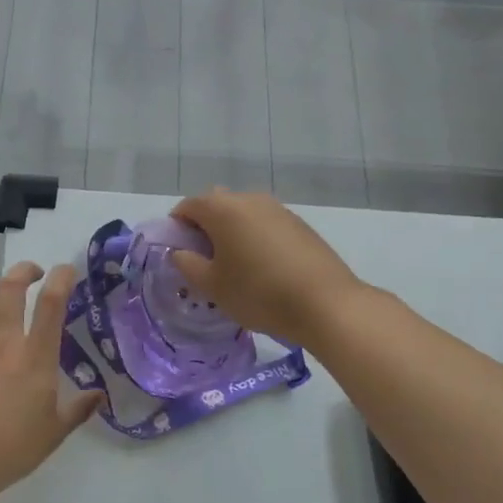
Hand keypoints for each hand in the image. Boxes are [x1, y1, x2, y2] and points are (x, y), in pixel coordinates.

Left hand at [0, 261, 100, 500]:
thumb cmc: (13, 447)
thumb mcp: (55, 432)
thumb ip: (78, 409)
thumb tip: (99, 395)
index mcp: (36, 356)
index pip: (51, 303)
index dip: (61, 278)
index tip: (67, 270)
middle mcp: (5, 342)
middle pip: (10, 288)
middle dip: (24, 270)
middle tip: (34, 272)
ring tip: (4, 295)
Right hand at [170, 190, 365, 348]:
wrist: (326, 303)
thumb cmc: (258, 293)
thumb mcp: (213, 286)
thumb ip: (188, 265)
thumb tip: (179, 252)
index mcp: (222, 209)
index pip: (187, 206)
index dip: (177, 227)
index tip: (180, 253)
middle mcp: (248, 199)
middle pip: (216, 205)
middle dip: (205, 226)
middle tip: (206, 260)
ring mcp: (277, 208)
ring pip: (242, 213)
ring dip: (232, 231)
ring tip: (236, 265)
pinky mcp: (299, 223)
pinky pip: (265, 223)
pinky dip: (256, 237)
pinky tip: (264, 267)